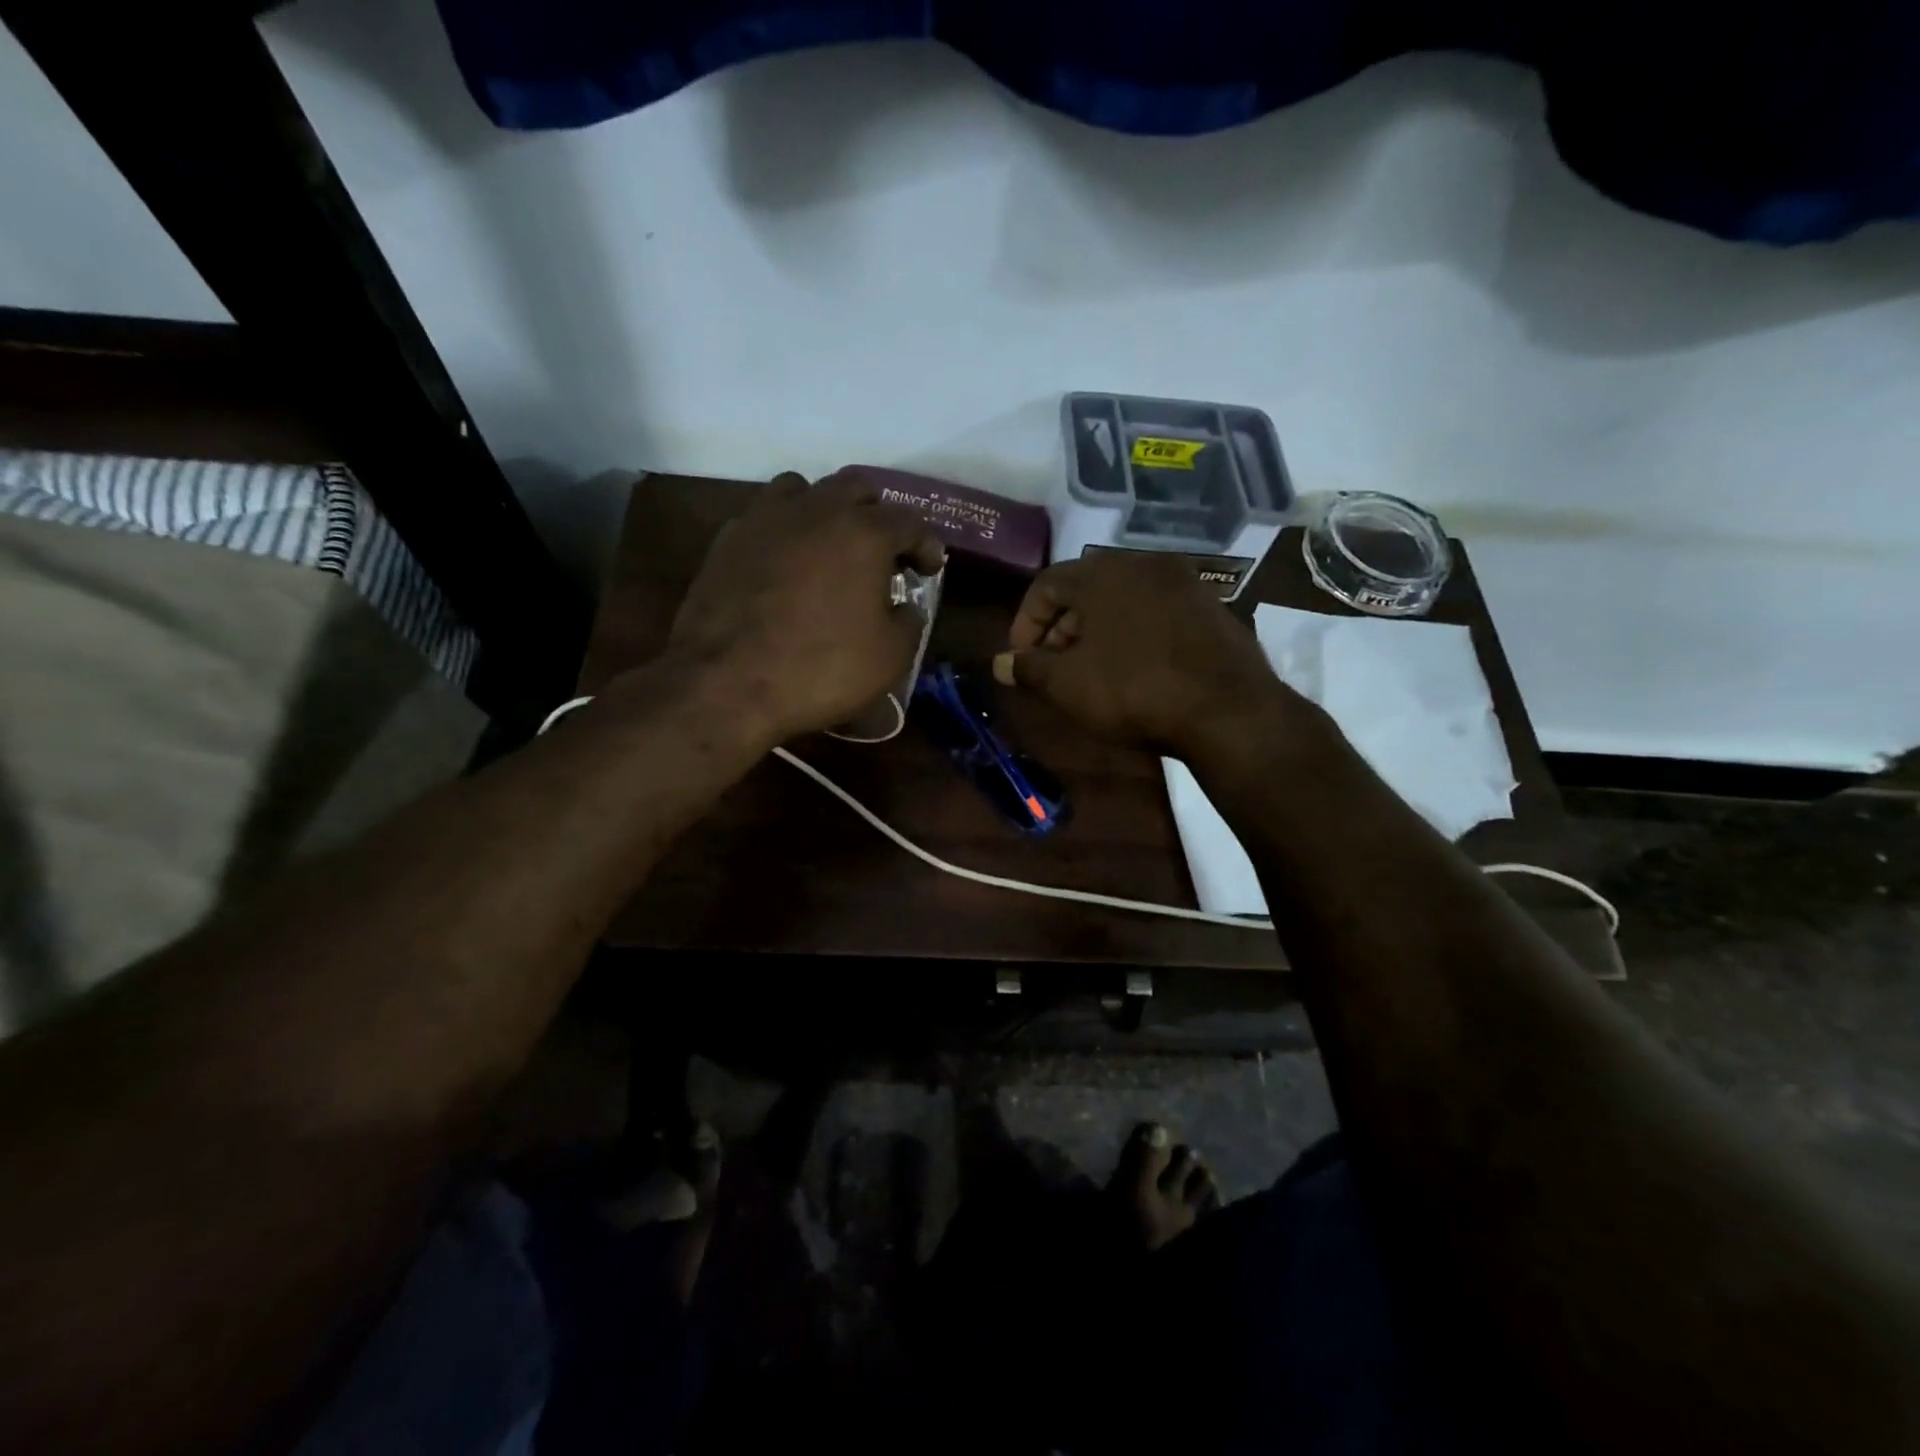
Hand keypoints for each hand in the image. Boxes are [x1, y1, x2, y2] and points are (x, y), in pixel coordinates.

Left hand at [665, 470, 945, 743]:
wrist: (727, 684)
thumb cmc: (821, 669)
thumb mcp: (890, 657)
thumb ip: (909, 621)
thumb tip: (903, 606)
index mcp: (864, 533)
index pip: (909, 521)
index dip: (925, 544)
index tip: (928, 569)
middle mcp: (816, 510)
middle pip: (857, 488)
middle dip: (878, 514)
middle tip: (884, 551)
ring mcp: (766, 518)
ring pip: (805, 489)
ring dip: (827, 510)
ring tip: (830, 545)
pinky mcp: (728, 539)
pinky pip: (766, 517)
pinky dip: (786, 531)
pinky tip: (786, 565)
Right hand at [992, 552, 1308, 757]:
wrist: (1227, 710)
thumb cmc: (1132, 690)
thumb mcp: (1067, 685)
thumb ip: (1028, 669)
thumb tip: (1000, 664)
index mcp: (1101, 573)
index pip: (1045, 584)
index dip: (1024, 623)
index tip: (1022, 660)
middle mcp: (1143, 565)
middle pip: (1085, 590)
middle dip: (1061, 629)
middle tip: (1054, 668)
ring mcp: (1184, 583)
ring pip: (1122, 601)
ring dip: (1097, 633)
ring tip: (1092, 673)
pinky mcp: (1211, 608)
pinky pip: (1156, 614)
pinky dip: (1135, 636)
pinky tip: (1136, 672)